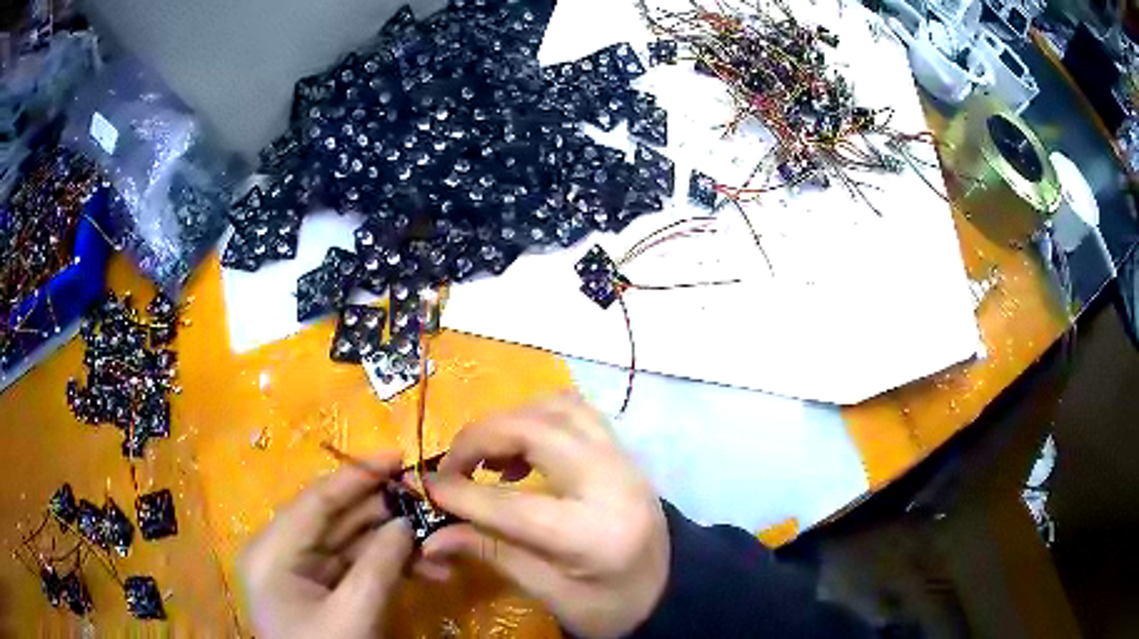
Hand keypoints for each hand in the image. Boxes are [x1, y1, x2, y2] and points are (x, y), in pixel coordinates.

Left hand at [240, 454, 413, 638]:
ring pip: (352, 544)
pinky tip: (427, 569)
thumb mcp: (354, 615)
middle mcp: (282, 553)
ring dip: (396, 544)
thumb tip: (406, 522)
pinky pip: (358, 567)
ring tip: (441, 546)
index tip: (398, 456)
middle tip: (431, 502)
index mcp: (272, 551)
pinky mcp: (323, 589)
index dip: (357, 476)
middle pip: (337, 520)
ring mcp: (303, 572)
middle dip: (386, 514)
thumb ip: (380, 565)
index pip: (316, 501)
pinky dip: (391, 566)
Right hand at [420, 392, 669, 637]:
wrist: (672, 588)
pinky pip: (574, 410)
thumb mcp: (552, 595)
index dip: (461, 495)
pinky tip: (519, 453)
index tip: (426, 488)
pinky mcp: (622, 450)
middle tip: (452, 466)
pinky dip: (536, 417)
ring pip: (557, 406)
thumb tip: (432, 538)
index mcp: (595, 534)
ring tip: (486, 457)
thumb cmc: (613, 606)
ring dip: (510, 421)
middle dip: (480, 439)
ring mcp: (623, 458)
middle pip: (536, 430)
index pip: (514, 506)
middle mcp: (613, 481)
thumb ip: (492, 555)